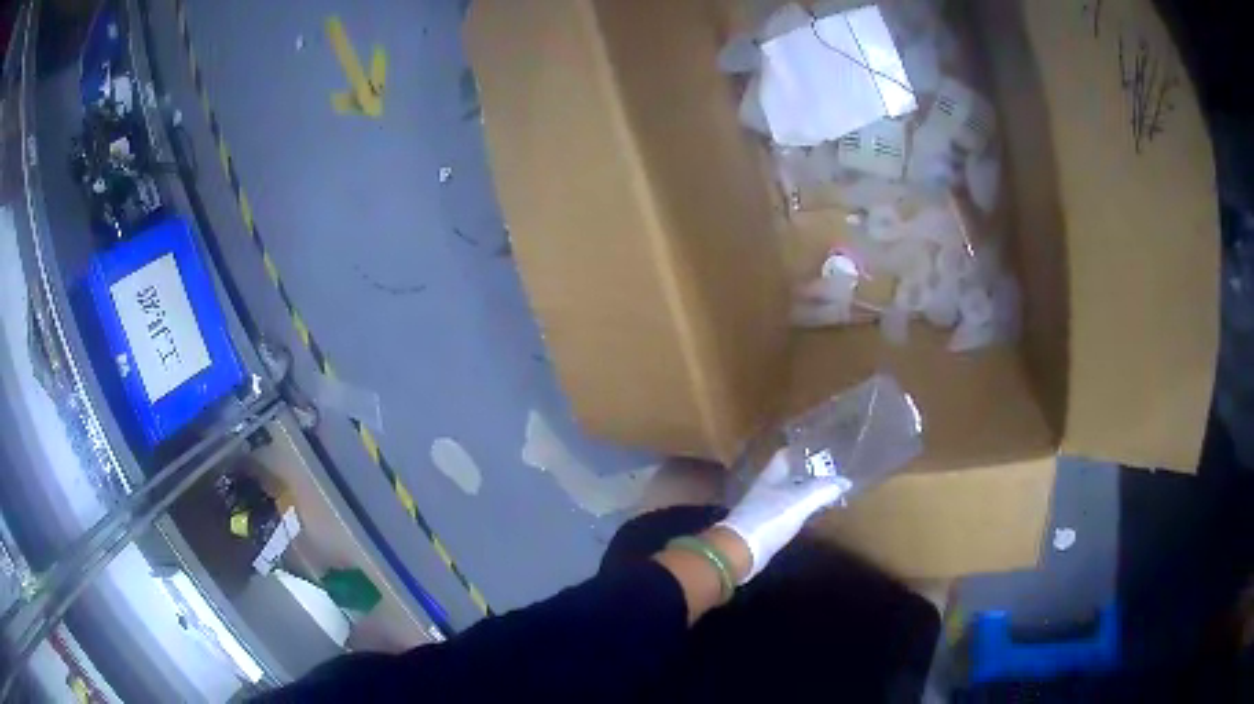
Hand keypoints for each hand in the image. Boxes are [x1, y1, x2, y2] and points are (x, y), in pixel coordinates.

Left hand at [717, 449, 849, 581]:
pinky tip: (812, 512)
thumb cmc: (769, 518)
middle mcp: (766, 487)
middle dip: (808, 472)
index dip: (803, 450)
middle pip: (789, 474)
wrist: (741, 551)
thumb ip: (823, 489)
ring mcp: (764, 507)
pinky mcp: (766, 525)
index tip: (823, 449)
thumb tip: (846, 481)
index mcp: (771, 475)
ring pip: (789, 493)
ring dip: (805, 491)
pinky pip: (787, 511)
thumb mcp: (800, 500)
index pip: (786, 454)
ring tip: (827, 490)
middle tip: (832, 471)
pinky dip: (801, 509)